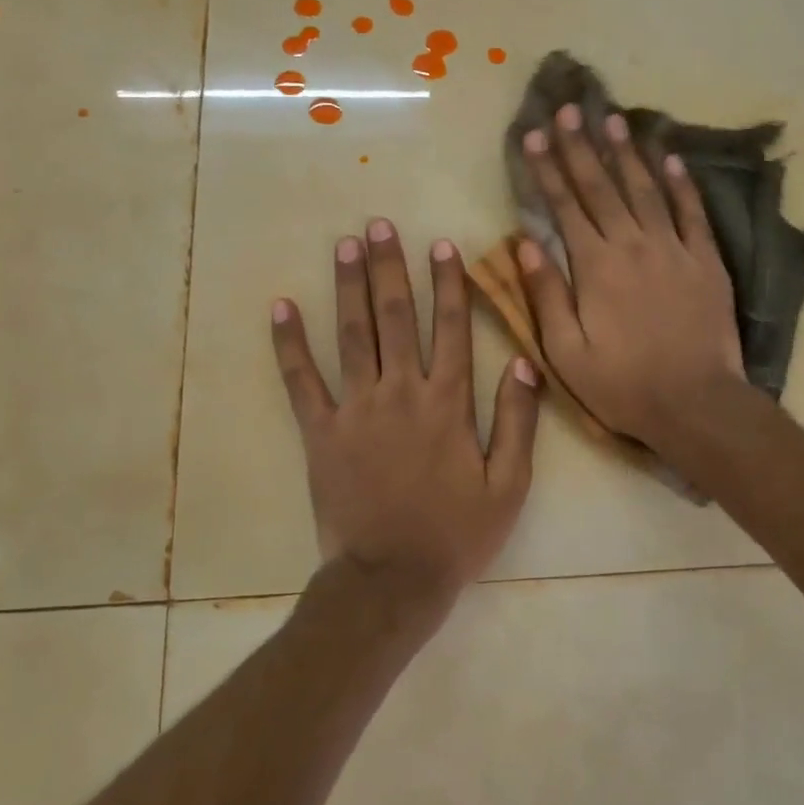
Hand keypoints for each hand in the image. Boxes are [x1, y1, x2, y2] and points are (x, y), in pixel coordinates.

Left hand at [271, 219, 539, 613]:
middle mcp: (400, 394)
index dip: (448, 284)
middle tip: (379, 224)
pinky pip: (301, 381)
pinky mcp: (320, 433)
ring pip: (351, 336)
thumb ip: (518, 422)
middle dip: (390, 268)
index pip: (451, 329)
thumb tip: (522, 364)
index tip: (442, 244)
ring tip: (344, 245)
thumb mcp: (508, 485)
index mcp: (447, 404)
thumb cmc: (456, 534)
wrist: (392, 580)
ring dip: (348, 287)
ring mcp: (355, 410)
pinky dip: (289, 344)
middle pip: (395, 318)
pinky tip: (281, 307)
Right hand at [517, 104, 746, 447]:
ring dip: (627, 153)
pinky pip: (692, 212)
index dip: (547, 170)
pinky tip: (670, 158)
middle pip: (602, 187)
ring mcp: (674, 249)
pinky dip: (681, 183)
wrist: (695, 403)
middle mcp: (633, 245)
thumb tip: (524, 243)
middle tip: (569, 109)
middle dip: (581, 147)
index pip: (565, 207)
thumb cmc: (623, 385)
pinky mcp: (706, 261)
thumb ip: (546, 294)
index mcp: (595, 267)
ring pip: (646, 189)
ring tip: (613, 119)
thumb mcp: (567, 352)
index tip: (534, 136)